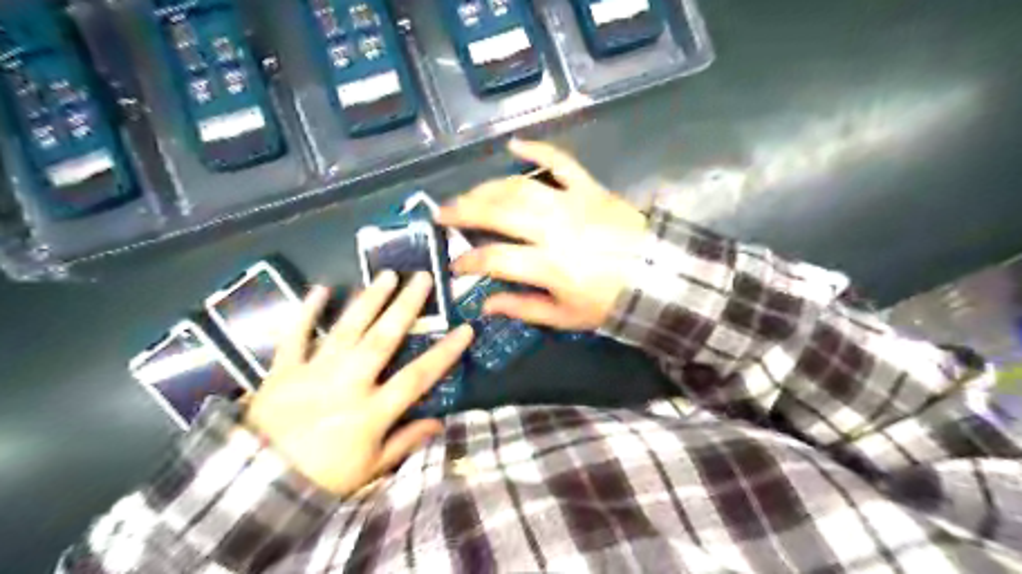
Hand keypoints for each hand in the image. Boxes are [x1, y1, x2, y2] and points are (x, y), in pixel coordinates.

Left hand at [247, 274, 475, 497]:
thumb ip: (405, 442)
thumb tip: (440, 423)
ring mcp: (314, 373)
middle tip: (422, 278)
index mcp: (371, 411)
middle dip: (405, 306)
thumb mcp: (370, 468)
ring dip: (368, 299)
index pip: (417, 376)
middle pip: (382, 339)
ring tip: (387, 274)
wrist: (254, 485)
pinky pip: (295, 335)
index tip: (464, 328)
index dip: (443, 352)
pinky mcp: (283, 370)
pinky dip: (307, 311)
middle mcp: (347, 384)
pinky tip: (322, 288)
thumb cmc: (321, 477)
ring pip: (346, 329)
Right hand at [436, 138, 644, 331]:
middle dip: (464, 212)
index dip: (468, 261)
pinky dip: (538, 151)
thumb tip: (485, 303)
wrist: (659, 277)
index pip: (494, 259)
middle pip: (498, 213)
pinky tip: (514, 145)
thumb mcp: (565, 317)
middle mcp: (554, 229)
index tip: (454, 265)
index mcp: (549, 265)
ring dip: (488, 187)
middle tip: (442, 214)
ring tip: (468, 194)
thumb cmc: (610, 302)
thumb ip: (523, 308)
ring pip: (520, 187)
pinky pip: (562, 162)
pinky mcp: (590, 188)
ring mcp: (572, 203)